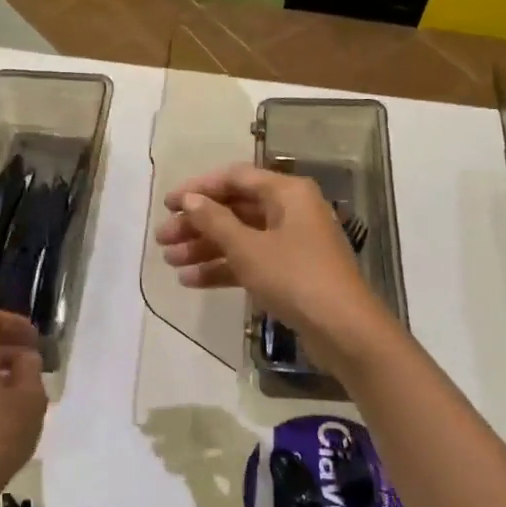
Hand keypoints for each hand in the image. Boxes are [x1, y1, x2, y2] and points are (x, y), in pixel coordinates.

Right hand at [155, 163, 383, 360]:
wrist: (343, 329)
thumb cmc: (295, 277)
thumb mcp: (248, 248)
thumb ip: (215, 221)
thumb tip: (190, 200)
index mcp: (287, 192)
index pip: (235, 178)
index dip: (198, 189)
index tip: (167, 205)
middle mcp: (291, 210)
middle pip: (235, 208)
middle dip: (197, 224)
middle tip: (162, 240)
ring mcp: (292, 242)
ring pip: (240, 237)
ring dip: (205, 248)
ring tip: (169, 262)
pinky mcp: (291, 271)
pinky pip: (251, 261)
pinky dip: (224, 268)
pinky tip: (192, 281)